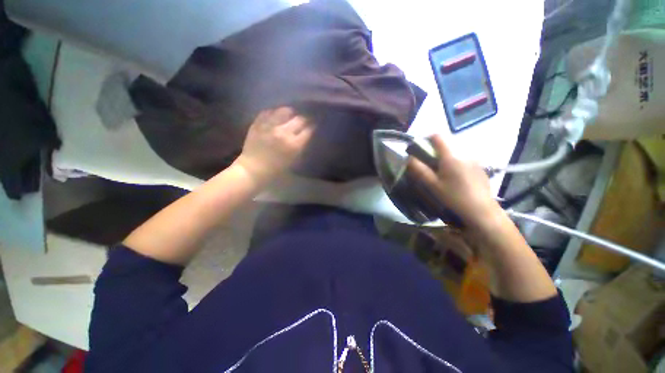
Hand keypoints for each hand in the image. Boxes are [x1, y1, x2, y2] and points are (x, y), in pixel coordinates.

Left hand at [234, 107, 313, 184]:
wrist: (253, 170)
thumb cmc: (275, 170)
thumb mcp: (293, 161)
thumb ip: (300, 148)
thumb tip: (305, 137)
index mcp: (294, 145)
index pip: (308, 130)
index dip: (312, 127)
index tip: (313, 125)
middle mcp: (284, 133)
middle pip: (299, 119)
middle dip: (304, 119)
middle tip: (304, 120)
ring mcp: (270, 126)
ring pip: (284, 111)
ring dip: (290, 112)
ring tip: (291, 113)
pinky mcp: (258, 123)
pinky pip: (268, 112)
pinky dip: (274, 112)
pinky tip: (276, 114)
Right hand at [408, 135, 499, 227]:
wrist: (482, 211)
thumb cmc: (454, 198)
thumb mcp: (432, 185)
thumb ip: (419, 170)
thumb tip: (408, 158)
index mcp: (450, 157)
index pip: (438, 137)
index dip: (427, 139)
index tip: (420, 148)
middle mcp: (464, 154)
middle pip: (447, 145)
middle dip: (435, 152)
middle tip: (429, 166)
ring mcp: (475, 161)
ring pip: (456, 153)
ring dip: (446, 159)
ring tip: (442, 175)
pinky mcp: (481, 169)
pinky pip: (465, 161)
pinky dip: (456, 165)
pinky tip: (456, 180)